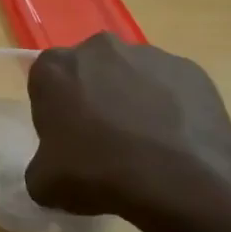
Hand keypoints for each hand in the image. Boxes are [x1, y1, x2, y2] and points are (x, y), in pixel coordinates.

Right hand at [24, 34, 230, 231]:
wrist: (180, 181)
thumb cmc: (98, 172)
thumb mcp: (44, 183)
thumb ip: (41, 167)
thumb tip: (53, 169)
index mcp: (55, 68)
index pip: (45, 83)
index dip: (54, 111)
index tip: (66, 138)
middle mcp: (99, 48)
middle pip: (89, 71)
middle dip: (93, 97)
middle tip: (102, 139)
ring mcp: (149, 55)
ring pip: (131, 76)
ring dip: (131, 99)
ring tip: (144, 144)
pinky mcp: (190, 69)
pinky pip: (169, 87)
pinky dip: (168, 107)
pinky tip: (173, 142)